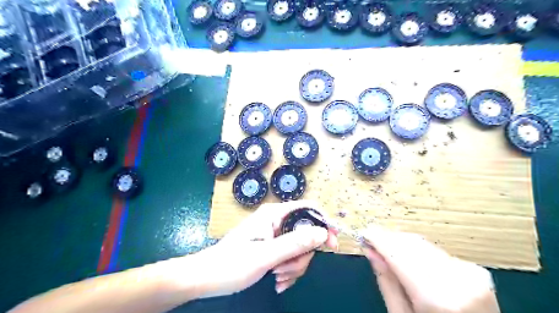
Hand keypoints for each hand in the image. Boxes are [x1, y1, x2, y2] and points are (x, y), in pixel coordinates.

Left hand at [189, 200, 335, 298]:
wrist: (206, 278)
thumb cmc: (231, 264)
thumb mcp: (265, 256)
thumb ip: (295, 243)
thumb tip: (322, 232)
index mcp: (274, 214)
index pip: (308, 208)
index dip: (323, 223)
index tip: (332, 244)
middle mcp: (276, 220)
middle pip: (306, 233)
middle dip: (301, 256)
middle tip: (286, 270)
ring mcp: (274, 234)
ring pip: (299, 248)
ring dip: (293, 266)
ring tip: (277, 277)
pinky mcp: (272, 246)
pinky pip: (291, 256)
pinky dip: (288, 270)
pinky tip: (277, 280)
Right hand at [363, 227, 501, 312]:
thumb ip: (387, 283)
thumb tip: (371, 252)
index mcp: (437, 297)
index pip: (399, 254)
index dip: (378, 240)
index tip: (364, 234)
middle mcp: (456, 279)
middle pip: (411, 245)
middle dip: (389, 240)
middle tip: (372, 241)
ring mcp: (469, 273)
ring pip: (423, 244)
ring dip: (402, 244)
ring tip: (387, 250)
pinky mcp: (475, 271)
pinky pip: (435, 251)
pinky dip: (418, 251)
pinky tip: (409, 259)